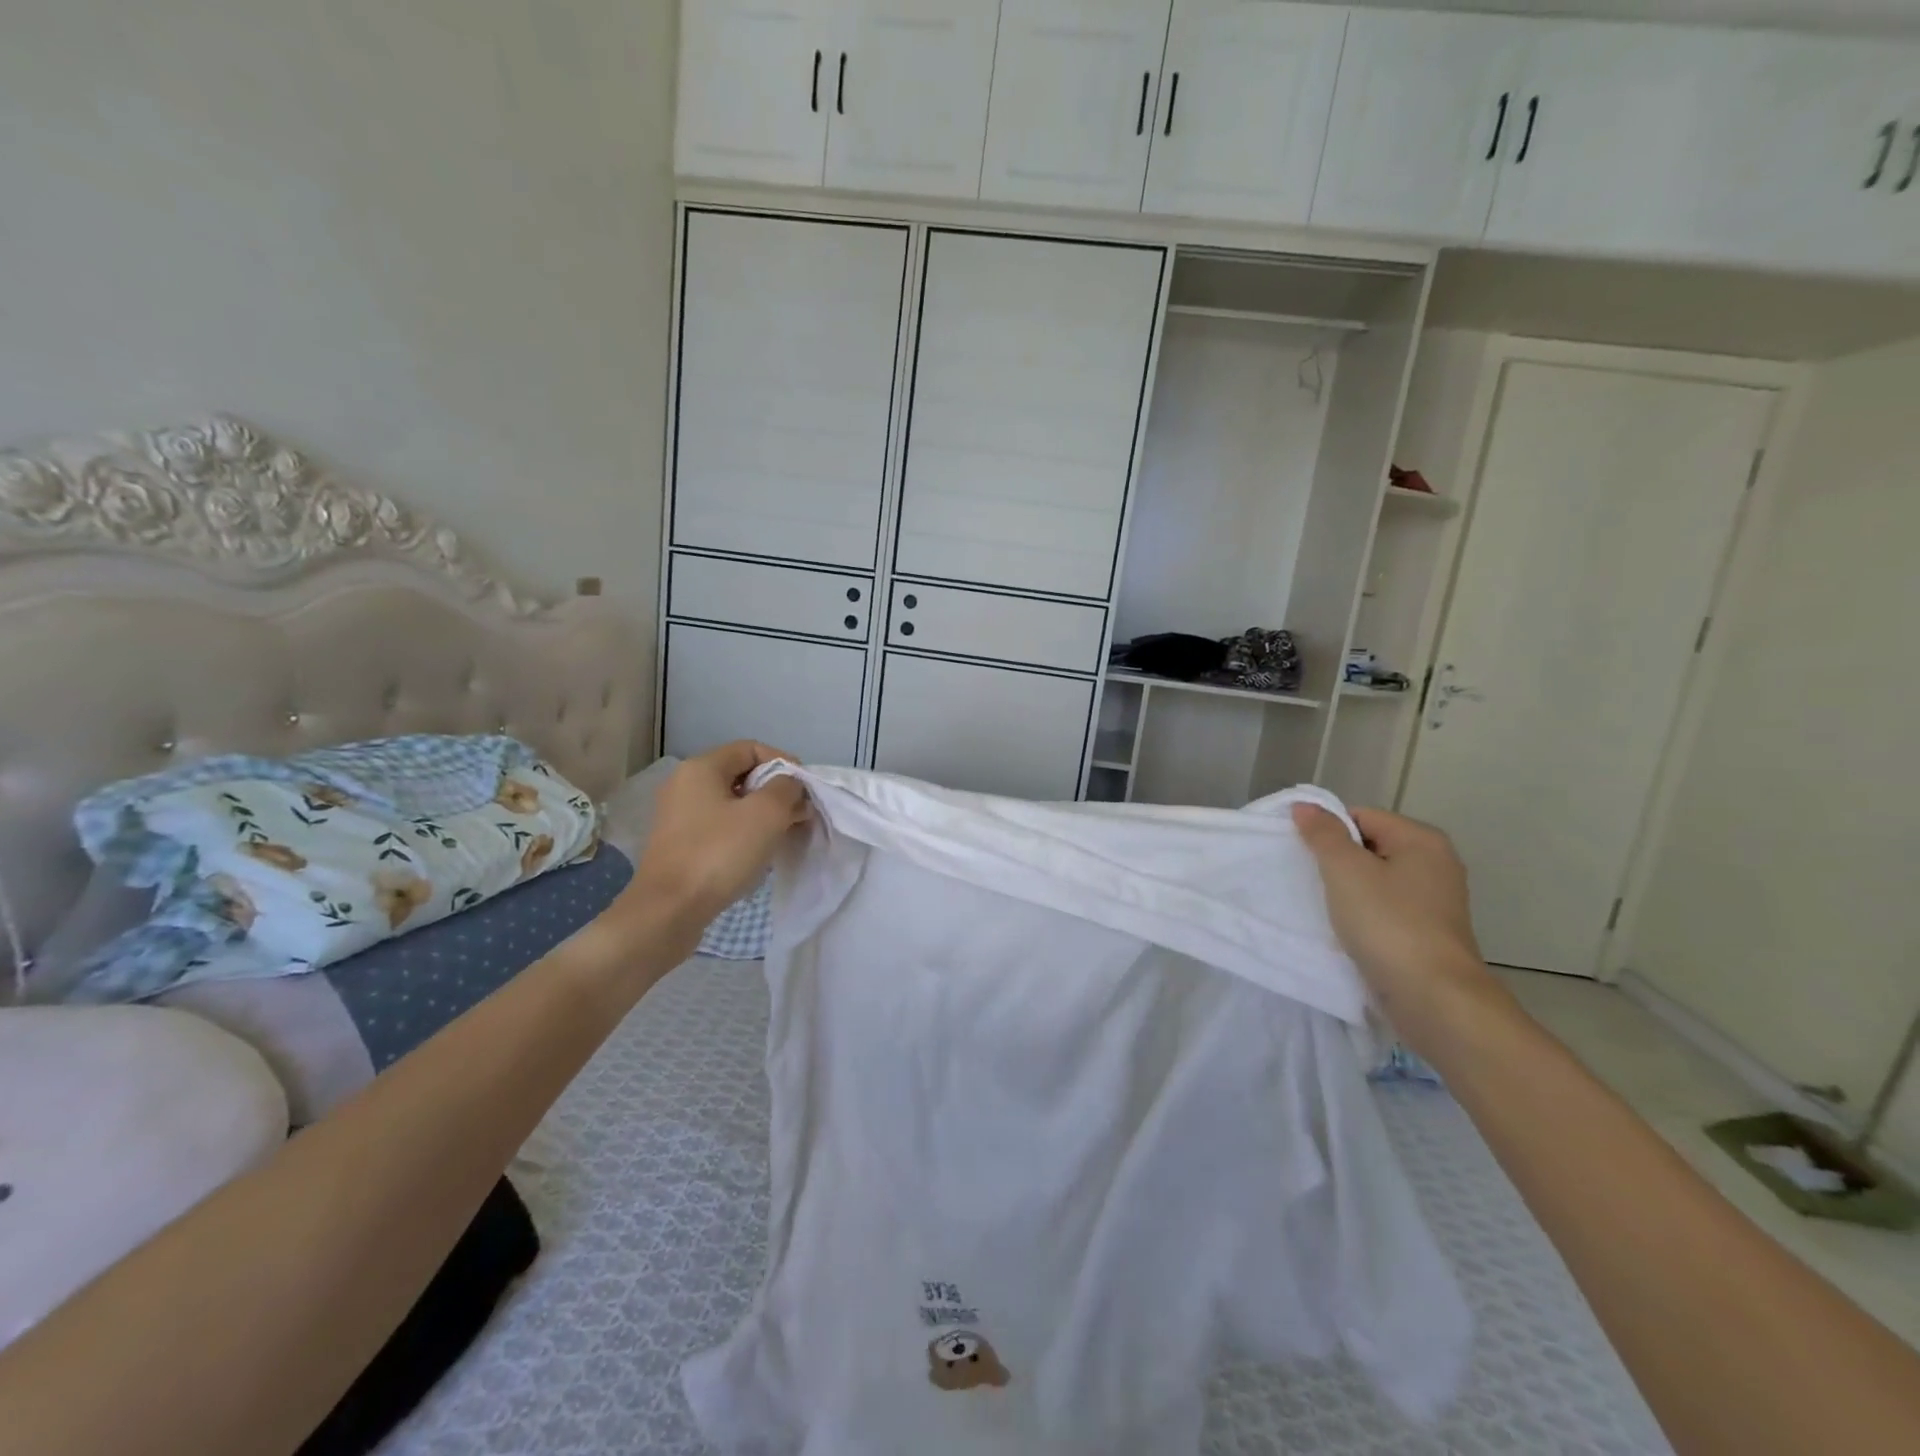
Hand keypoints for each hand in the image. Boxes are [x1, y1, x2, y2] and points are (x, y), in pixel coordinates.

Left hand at [627, 742, 808, 931]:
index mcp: (701, 768)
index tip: (805, 789)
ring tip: (784, 834)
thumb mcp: (766, 814)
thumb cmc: (719, 854)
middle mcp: (684, 785)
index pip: (751, 749)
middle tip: (799, 814)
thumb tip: (791, 786)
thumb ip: (787, 789)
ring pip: (731, 803)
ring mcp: (678, 816)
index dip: (784, 763)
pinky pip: (719, 826)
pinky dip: (743, 832)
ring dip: (762, 814)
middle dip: (775, 791)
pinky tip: (757, 853)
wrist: (668, 912)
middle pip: (741, 775)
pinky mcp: (678, 845)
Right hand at [1290, 803, 1502, 1036]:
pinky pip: (1383, 911)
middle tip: (1308, 881)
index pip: (1360, 816)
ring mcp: (1434, 902)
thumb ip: (1323, 834)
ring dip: (1346, 892)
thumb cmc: (1388, 924)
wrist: (1434, 999)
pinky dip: (1362, 917)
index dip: (1328, 832)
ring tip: (1322, 908)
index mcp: (1422, 840)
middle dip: (1336, 862)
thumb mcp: (1345, 870)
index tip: (1304, 857)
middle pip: (1369, 848)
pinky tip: (1344, 932)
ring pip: (1374, 882)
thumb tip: (1305, 806)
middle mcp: (1435, 865)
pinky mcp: (1426, 934)